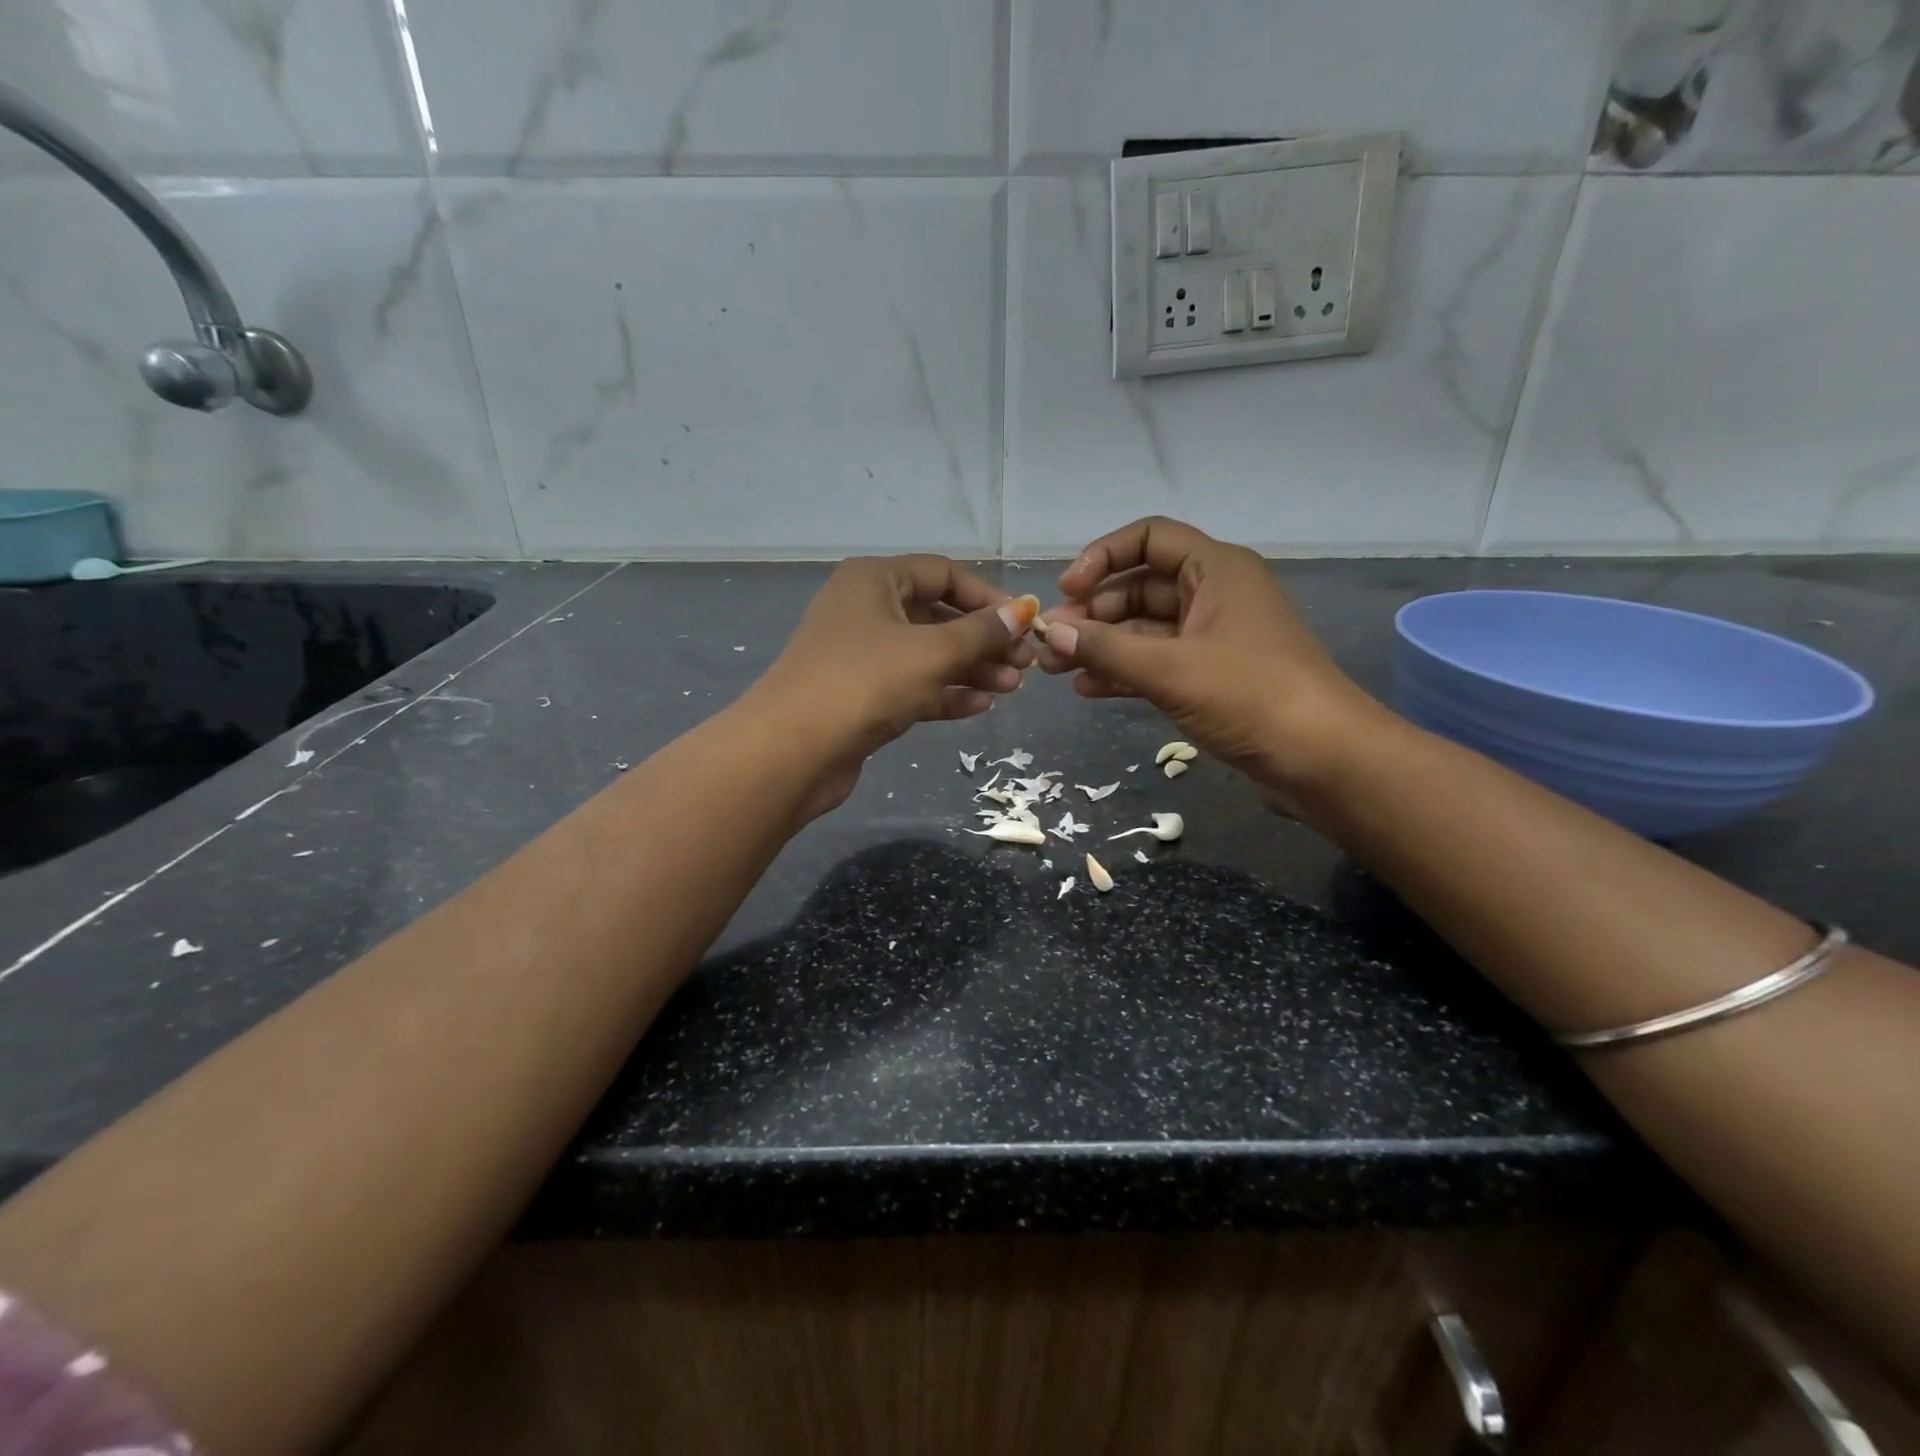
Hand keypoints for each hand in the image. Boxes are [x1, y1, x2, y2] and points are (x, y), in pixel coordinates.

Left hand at [747, 555, 1036, 819]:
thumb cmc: (865, 682)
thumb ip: (981, 632)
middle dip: (983, 641)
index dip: (987, 596)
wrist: (793, 750)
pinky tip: (979, 707)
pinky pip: (912, 686)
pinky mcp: (861, 697)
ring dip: (970, 670)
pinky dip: (944, 694)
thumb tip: (1023, 611)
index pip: (943, 574)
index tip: (1023, 624)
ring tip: (1011, 689)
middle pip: (937, 617)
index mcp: (874, 580)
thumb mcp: (932, 652)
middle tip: (1024, 665)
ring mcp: (860, 656)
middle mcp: (866, 610)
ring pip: (927, 655)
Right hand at [1035, 517, 1379, 808]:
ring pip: (1144, 629)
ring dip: (1101, 646)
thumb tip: (1052, 631)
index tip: (1067, 590)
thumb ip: (1107, 649)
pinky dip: (1123, 672)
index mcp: (1215, 570)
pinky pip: (1156, 663)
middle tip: (1050, 642)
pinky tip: (1087, 690)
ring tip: (1054, 668)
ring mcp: (1212, 638)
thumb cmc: (1251, 695)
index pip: (1149, 538)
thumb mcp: (1171, 669)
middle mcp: (1213, 594)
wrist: (1322, 758)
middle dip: (1092, 613)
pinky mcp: (1210, 677)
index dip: (1102, 557)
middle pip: (1139, 587)